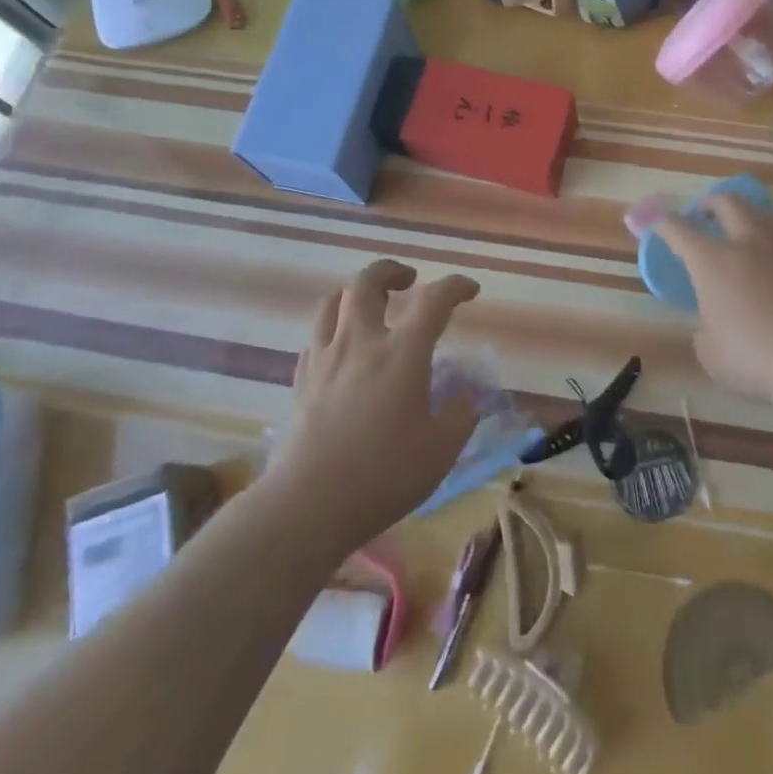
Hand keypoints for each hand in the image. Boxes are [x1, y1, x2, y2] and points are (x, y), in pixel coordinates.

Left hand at [271, 260, 480, 547]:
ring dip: (355, 292)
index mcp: (402, 352)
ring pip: (332, 301)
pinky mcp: (302, 380)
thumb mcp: (441, 449)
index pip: (434, 300)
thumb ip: (460, 415)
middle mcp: (361, 342)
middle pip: (367, 282)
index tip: (470, 290)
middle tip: (408, 280)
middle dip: (391, 270)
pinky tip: (342, 346)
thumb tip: (464, 397)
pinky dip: (333, 328)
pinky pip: (316, 336)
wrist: (310, 503)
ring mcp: (326, 358)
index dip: (455, 286)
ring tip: (370, 304)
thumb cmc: (384, 474)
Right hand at [653, 196, 772, 400]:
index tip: (656, 220)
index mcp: (711, 261)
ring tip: (748, 225)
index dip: (664, 223)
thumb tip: (712, 326)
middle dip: (712, 202)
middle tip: (705, 211)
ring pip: (767, 213)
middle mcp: (746, 243)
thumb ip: (705, 332)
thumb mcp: (710, 353)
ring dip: (752, 214)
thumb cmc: (751, 356)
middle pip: (728, 203)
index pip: (680, 230)